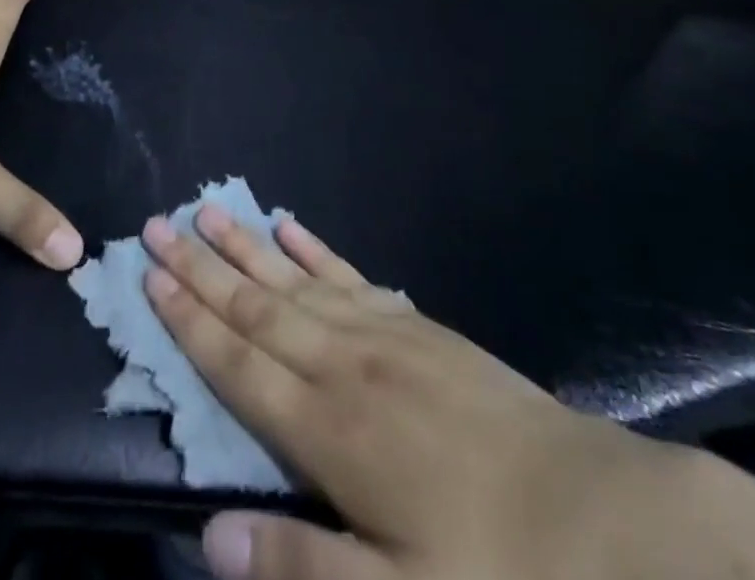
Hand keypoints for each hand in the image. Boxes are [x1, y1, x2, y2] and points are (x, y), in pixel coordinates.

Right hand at [139, 211, 714, 579]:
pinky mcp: (417, 324)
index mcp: (328, 430)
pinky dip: (313, 249)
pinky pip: (349, 276)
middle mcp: (343, 364)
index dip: (189, 319)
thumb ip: (300, 567)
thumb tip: (209, 534)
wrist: (602, 519)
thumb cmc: (495, 572)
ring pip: (294, 279)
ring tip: (207, 210)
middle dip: (201, 266)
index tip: (151, 277)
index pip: (237, 361)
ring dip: (246, 245)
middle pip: (255, 305)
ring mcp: (383, 334)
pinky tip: (290, 226)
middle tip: (158, 223)